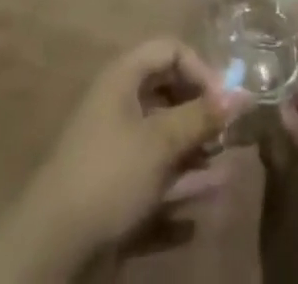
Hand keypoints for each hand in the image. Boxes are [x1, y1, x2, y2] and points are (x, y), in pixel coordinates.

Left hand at [0, 38, 243, 282]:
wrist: (53, 247)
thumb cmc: (110, 174)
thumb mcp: (161, 141)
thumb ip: (202, 117)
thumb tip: (243, 94)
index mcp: (124, 78)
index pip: (169, 50)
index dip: (200, 68)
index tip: (224, 101)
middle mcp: (120, 107)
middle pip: (168, 95)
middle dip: (201, 115)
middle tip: (228, 137)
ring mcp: (117, 152)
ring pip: (164, 144)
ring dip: (195, 158)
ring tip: (226, 175)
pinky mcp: (115, 194)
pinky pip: (154, 186)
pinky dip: (176, 197)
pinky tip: (197, 219)